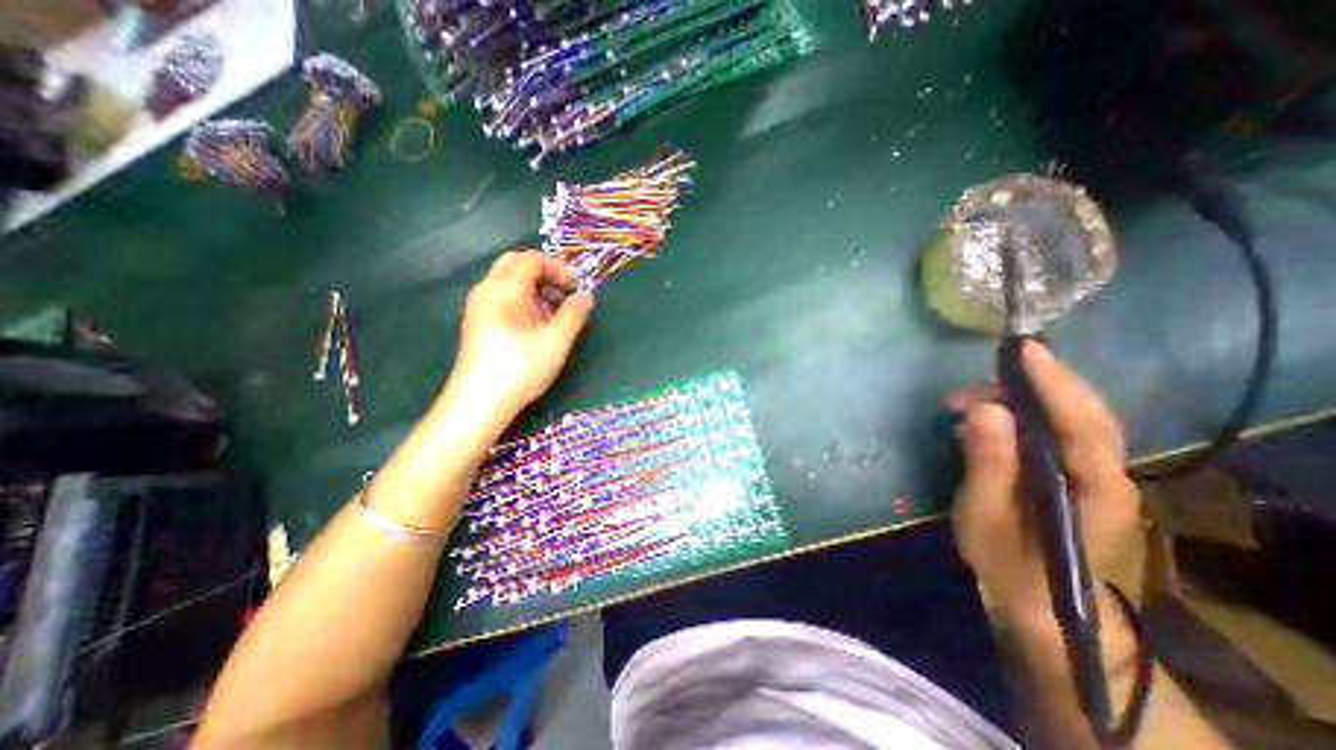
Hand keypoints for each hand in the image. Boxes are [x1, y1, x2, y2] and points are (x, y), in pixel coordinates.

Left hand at [446, 252, 590, 421]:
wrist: (478, 403)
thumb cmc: (521, 368)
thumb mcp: (557, 341)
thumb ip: (574, 314)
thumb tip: (586, 297)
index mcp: (504, 288)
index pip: (532, 259)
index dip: (559, 269)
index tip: (576, 291)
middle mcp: (486, 290)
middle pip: (517, 265)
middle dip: (546, 277)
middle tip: (564, 299)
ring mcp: (478, 307)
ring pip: (510, 283)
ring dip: (536, 291)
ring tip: (555, 318)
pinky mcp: (478, 324)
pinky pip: (503, 300)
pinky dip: (524, 303)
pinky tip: (537, 329)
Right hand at [949, 343, 1137, 629]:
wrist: (1037, 604)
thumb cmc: (1009, 563)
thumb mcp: (986, 515)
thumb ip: (988, 463)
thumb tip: (983, 409)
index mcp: (1094, 487)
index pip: (1082, 422)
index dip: (1053, 381)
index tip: (1022, 350)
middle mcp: (1106, 472)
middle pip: (1080, 411)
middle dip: (1025, 386)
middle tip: (964, 390)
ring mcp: (1093, 472)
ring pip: (1066, 416)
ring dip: (1014, 400)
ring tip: (960, 406)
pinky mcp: (1072, 472)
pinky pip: (1052, 428)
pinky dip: (1017, 414)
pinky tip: (981, 421)